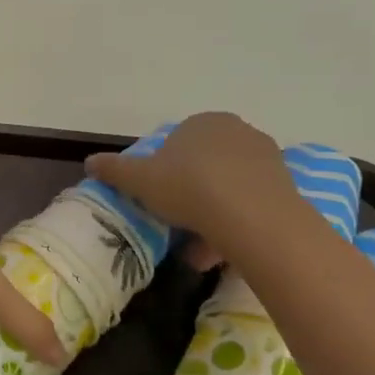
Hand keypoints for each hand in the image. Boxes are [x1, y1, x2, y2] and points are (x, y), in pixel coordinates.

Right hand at [84, 112, 305, 260]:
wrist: (254, 217)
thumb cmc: (190, 188)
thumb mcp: (140, 180)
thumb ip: (114, 170)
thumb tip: (89, 162)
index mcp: (202, 122)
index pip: (178, 143)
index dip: (164, 172)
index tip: (158, 199)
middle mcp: (236, 131)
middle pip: (205, 166)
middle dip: (191, 196)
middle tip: (177, 225)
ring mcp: (265, 157)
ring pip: (229, 188)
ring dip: (213, 216)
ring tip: (199, 252)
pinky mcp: (285, 186)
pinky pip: (251, 204)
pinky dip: (236, 224)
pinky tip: (224, 253)